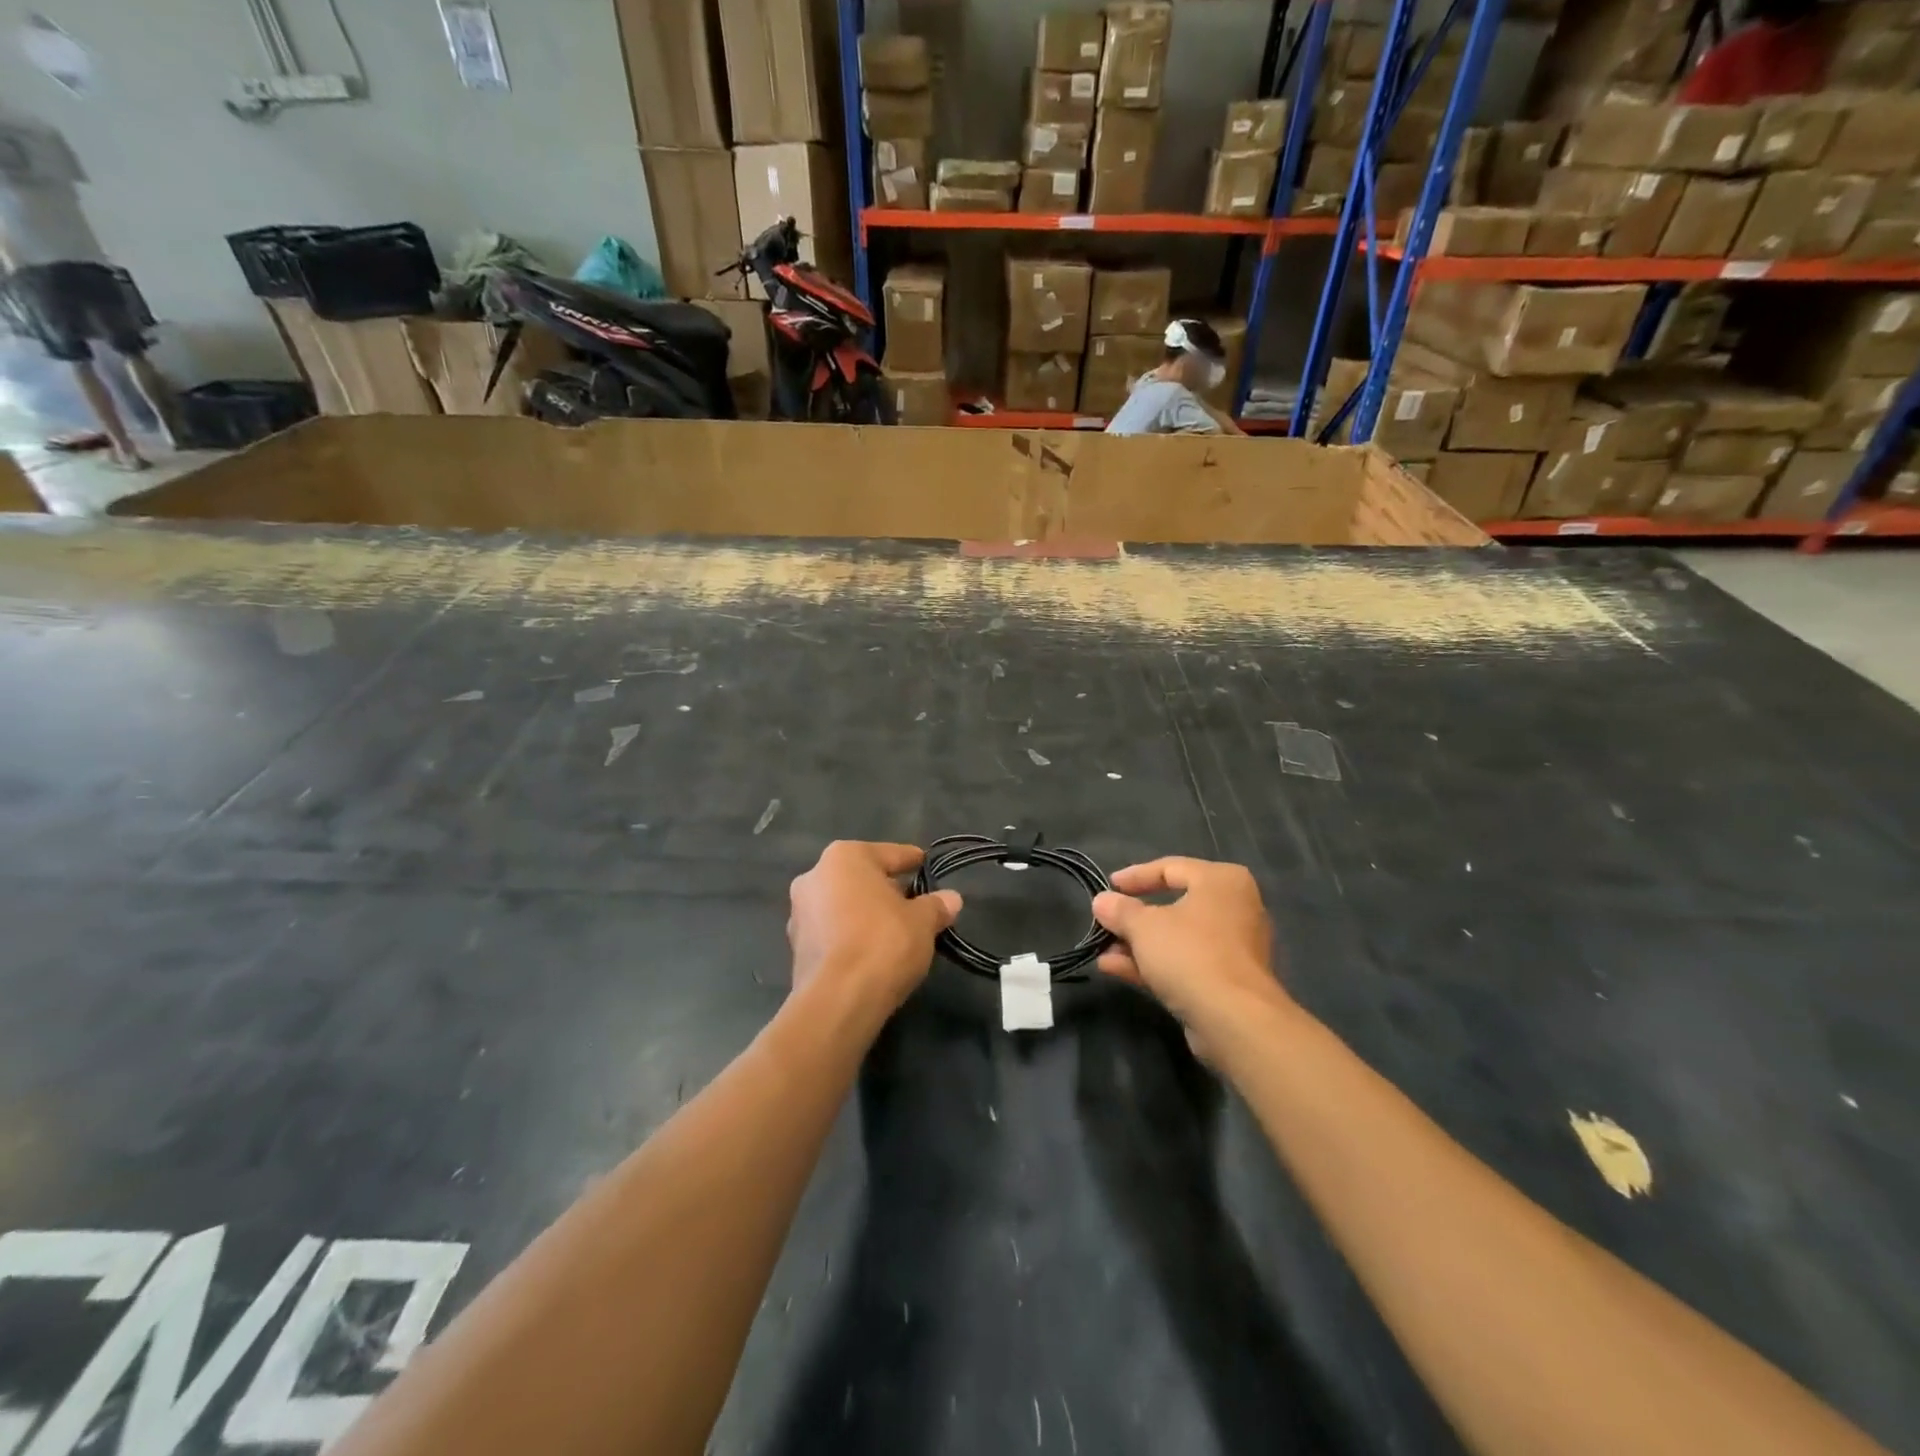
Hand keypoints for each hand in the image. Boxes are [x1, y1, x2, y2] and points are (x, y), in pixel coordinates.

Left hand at [787, 841, 961, 1015]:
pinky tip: (871, 952)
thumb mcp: (922, 922)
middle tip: (914, 904)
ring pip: (844, 905)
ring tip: (895, 931)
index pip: (889, 854)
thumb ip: (936, 906)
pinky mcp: (796, 947)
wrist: (838, 1000)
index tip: (925, 865)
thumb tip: (952, 899)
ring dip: (866, 914)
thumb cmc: (883, 943)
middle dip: (887, 890)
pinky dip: (851, 936)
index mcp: (844, 857)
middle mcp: (815, 876)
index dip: (912, 861)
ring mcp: (799, 912)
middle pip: (862, 878)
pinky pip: (832, 932)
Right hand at [1092, 858, 1288, 1038]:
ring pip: (1177, 938)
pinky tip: (1114, 968)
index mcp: (1222, 881)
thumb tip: (1102, 901)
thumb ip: (1120, 910)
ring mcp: (1232, 948)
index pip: (1171, 867)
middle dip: (1134, 917)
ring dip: (1138, 944)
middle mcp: (1234, 909)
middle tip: (1106, 921)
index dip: (1135, 876)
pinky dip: (1153, 964)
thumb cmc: (1190, 953)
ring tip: (1102, 949)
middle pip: (1174, 905)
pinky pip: (1184, 963)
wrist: (1234, 1020)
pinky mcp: (1226, 982)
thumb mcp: (1143, 926)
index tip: (1108, 887)